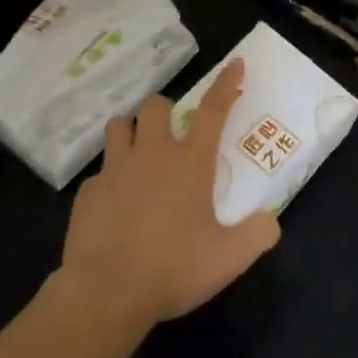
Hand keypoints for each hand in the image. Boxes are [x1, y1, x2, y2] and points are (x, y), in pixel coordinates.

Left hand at [59, 60, 280, 328]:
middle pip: (155, 106)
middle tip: (173, 135)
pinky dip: (111, 180)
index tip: (235, 63)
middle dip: (165, 111)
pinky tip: (117, 207)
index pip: (214, 110)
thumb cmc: (173, 269)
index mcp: (190, 162)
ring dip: (132, 132)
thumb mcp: (229, 258)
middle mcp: (151, 155)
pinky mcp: (88, 193)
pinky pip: (100, 172)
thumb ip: (257, 235)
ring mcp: (114, 171)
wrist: (106, 294)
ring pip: (119, 127)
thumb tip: (270, 222)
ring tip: (140, 156)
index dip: (226, 84)